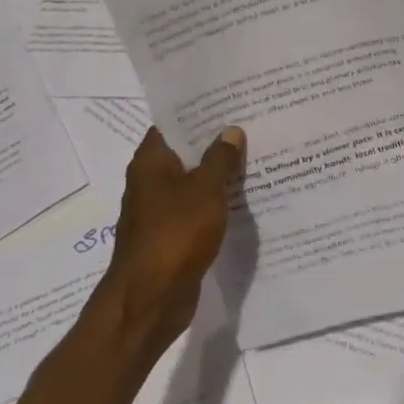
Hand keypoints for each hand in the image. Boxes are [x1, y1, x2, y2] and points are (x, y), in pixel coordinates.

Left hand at [82, 126, 244, 353]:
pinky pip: (196, 210)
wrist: (149, 301)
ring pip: (193, 182)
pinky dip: (215, 203)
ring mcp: (159, 212)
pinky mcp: (170, 237)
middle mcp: (149, 182)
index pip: (172, 124)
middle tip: (251, 125)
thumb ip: (221, 158)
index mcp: (150, 163)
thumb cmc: (174, 235)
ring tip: (254, 157)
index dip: (198, 112)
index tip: (228, 101)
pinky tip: (243, 199)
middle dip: (214, 142)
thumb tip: (231, 130)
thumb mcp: (206, 189)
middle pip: (185, 153)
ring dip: (217, 174)